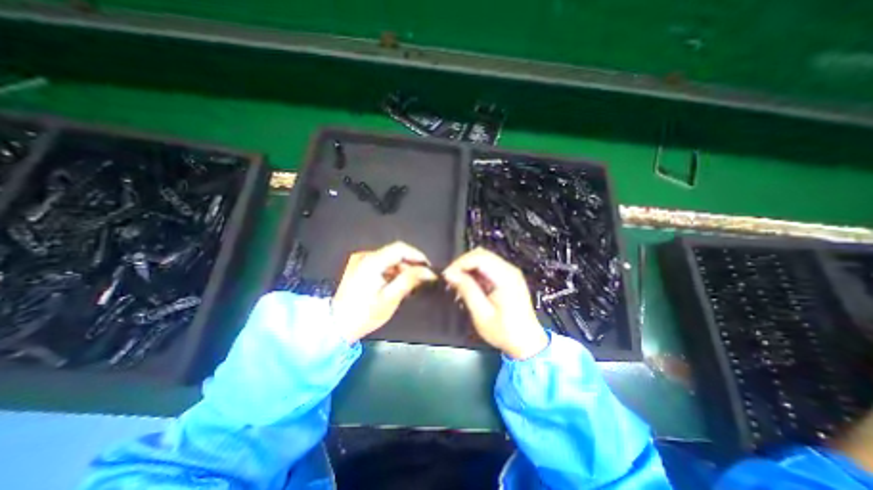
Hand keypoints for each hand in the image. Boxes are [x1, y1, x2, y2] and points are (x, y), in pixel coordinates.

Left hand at [332, 241, 436, 341]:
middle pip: (394, 253)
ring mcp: (359, 261)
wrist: (336, 326)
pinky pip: (380, 264)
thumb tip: (428, 272)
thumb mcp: (390, 298)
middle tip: (421, 279)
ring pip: (388, 259)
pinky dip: (391, 272)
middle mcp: (364, 256)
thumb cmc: (364, 314)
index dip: (417, 255)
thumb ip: (409, 280)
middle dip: (410, 264)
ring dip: (401, 269)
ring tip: (410, 285)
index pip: (400, 248)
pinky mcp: (358, 267)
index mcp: (371, 262)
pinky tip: (396, 284)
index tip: (428, 267)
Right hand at [444, 249, 542, 359]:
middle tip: (450, 279)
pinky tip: (468, 286)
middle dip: (462, 264)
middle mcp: (509, 269)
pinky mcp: (507, 277)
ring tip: (457, 284)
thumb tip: (450, 274)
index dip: (460, 263)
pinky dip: (474, 274)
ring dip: (467, 268)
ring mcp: (509, 272)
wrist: (527, 343)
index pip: (479, 257)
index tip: (447, 276)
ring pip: (482, 259)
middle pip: (480, 254)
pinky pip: (486, 267)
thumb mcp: (482, 314)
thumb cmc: (505, 332)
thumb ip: (467, 290)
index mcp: (506, 277)